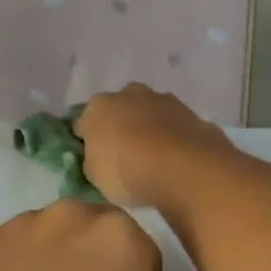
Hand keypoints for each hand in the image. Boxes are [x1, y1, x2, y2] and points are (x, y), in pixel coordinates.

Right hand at [75, 85, 234, 209]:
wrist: (182, 166)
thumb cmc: (126, 171)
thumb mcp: (95, 176)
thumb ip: (92, 161)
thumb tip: (96, 157)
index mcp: (97, 107)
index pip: (83, 122)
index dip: (86, 141)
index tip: (93, 159)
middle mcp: (127, 94)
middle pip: (117, 110)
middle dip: (119, 127)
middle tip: (123, 156)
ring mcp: (160, 99)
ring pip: (147, 112)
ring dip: (147, 128)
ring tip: (153, 157)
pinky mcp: (188, 111)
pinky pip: (171, 124)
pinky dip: (170, 135)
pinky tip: (174, 156)